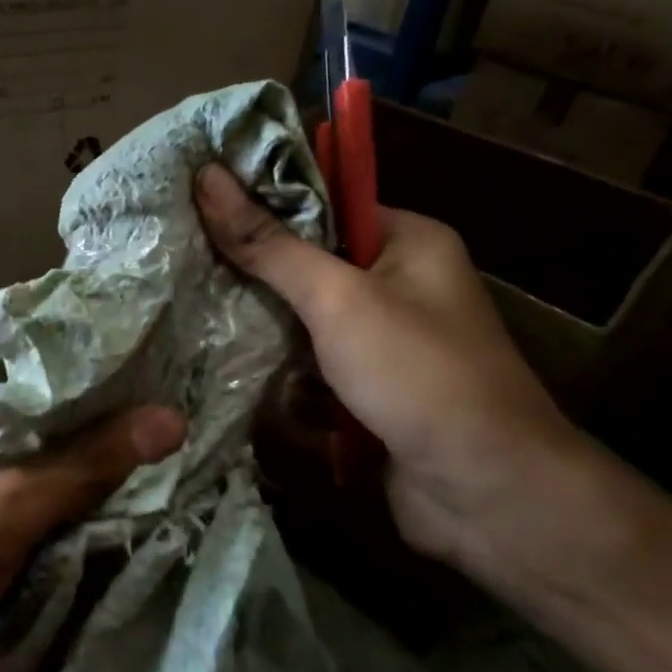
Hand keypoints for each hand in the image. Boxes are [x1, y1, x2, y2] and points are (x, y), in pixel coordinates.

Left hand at [0, 333, 186, 671]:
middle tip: (180, 396)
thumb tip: (172, 418)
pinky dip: (72, 467)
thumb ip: (84, 465)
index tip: (167, 349)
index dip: (107, 339)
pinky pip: (36, 458)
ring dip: (96, 435)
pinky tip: (122, 475)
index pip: (48, 329)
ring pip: (48, 420)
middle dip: (110, 393)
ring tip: (166, 434)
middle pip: (53, 376)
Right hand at [194, 163, 588, 581]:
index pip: (323, 204)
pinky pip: (312, 366)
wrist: (487, 494)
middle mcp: (400, 285)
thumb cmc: (417, 373)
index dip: (263, 201)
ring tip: (192, 312)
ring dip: (262, 327)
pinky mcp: (369, 392)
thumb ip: (269, 244)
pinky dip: (281, 371)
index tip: (198, 202)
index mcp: (408, 242)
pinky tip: (228, 367)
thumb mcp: (337, 298)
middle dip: (255, 272)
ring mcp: (384, 343)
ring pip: (304, 320)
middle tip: (184, 261)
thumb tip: (207, 177)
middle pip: (309, 264)